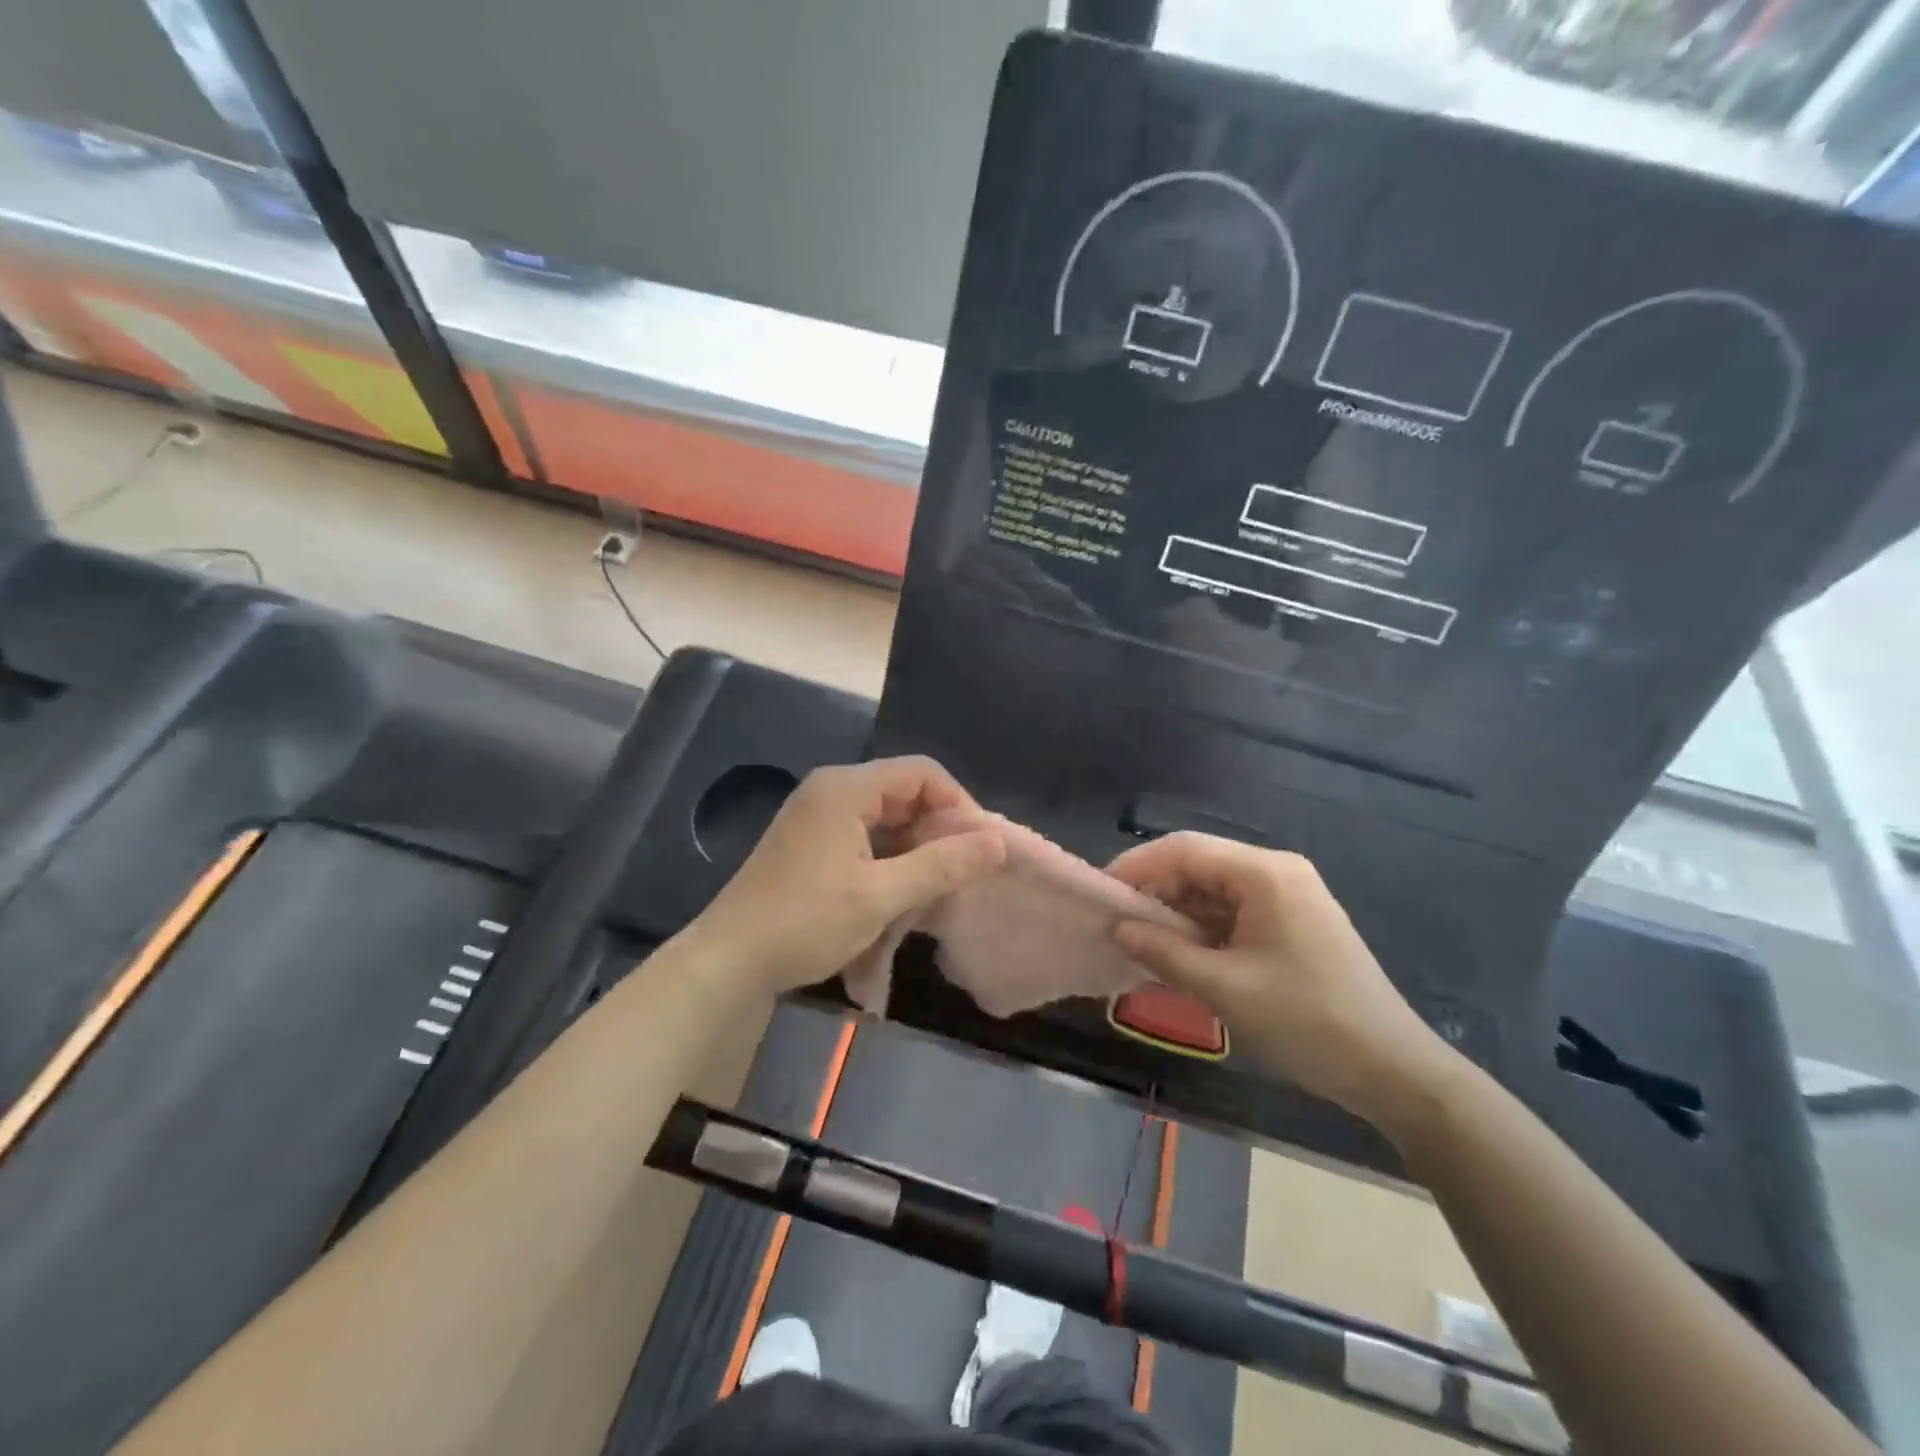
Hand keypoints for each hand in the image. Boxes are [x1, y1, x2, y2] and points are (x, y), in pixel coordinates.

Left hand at [687, 757, 1006, 995]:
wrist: (729, 962)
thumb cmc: (805, 921)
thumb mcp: (881, 895)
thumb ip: (942, 864)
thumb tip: (997, 842)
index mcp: (846, 788)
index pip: (922, 772)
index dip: (958, 804)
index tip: (979, 847)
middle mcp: (832, 791)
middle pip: (904, 794)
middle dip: (938, 831)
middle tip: (963, 873)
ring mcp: (819, 818)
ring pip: (888, 821)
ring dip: (916, 851)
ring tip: (937, 890)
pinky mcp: (813, 844)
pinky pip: (867, 840)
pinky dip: (891, 863)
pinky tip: (903, 897)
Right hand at [1107, 832, 1457, 1131]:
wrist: (1394, 1071)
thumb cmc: (1308, 1021)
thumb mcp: (1226, 987)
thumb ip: (1164, 952)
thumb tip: (1117, 929)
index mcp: (1265, 873)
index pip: (1184, 849)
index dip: (1136, 865)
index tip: (1100, 893)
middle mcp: (1276, 872)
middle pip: (1199, 866)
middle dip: (1155, 892)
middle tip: (1116, 924)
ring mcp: (1288, 898)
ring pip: (1213, 891)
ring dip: (1177, 914)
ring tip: (1140, 943)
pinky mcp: (1292, 924)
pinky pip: (1233, 913)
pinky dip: (1202, 931)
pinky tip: (1179, 955)